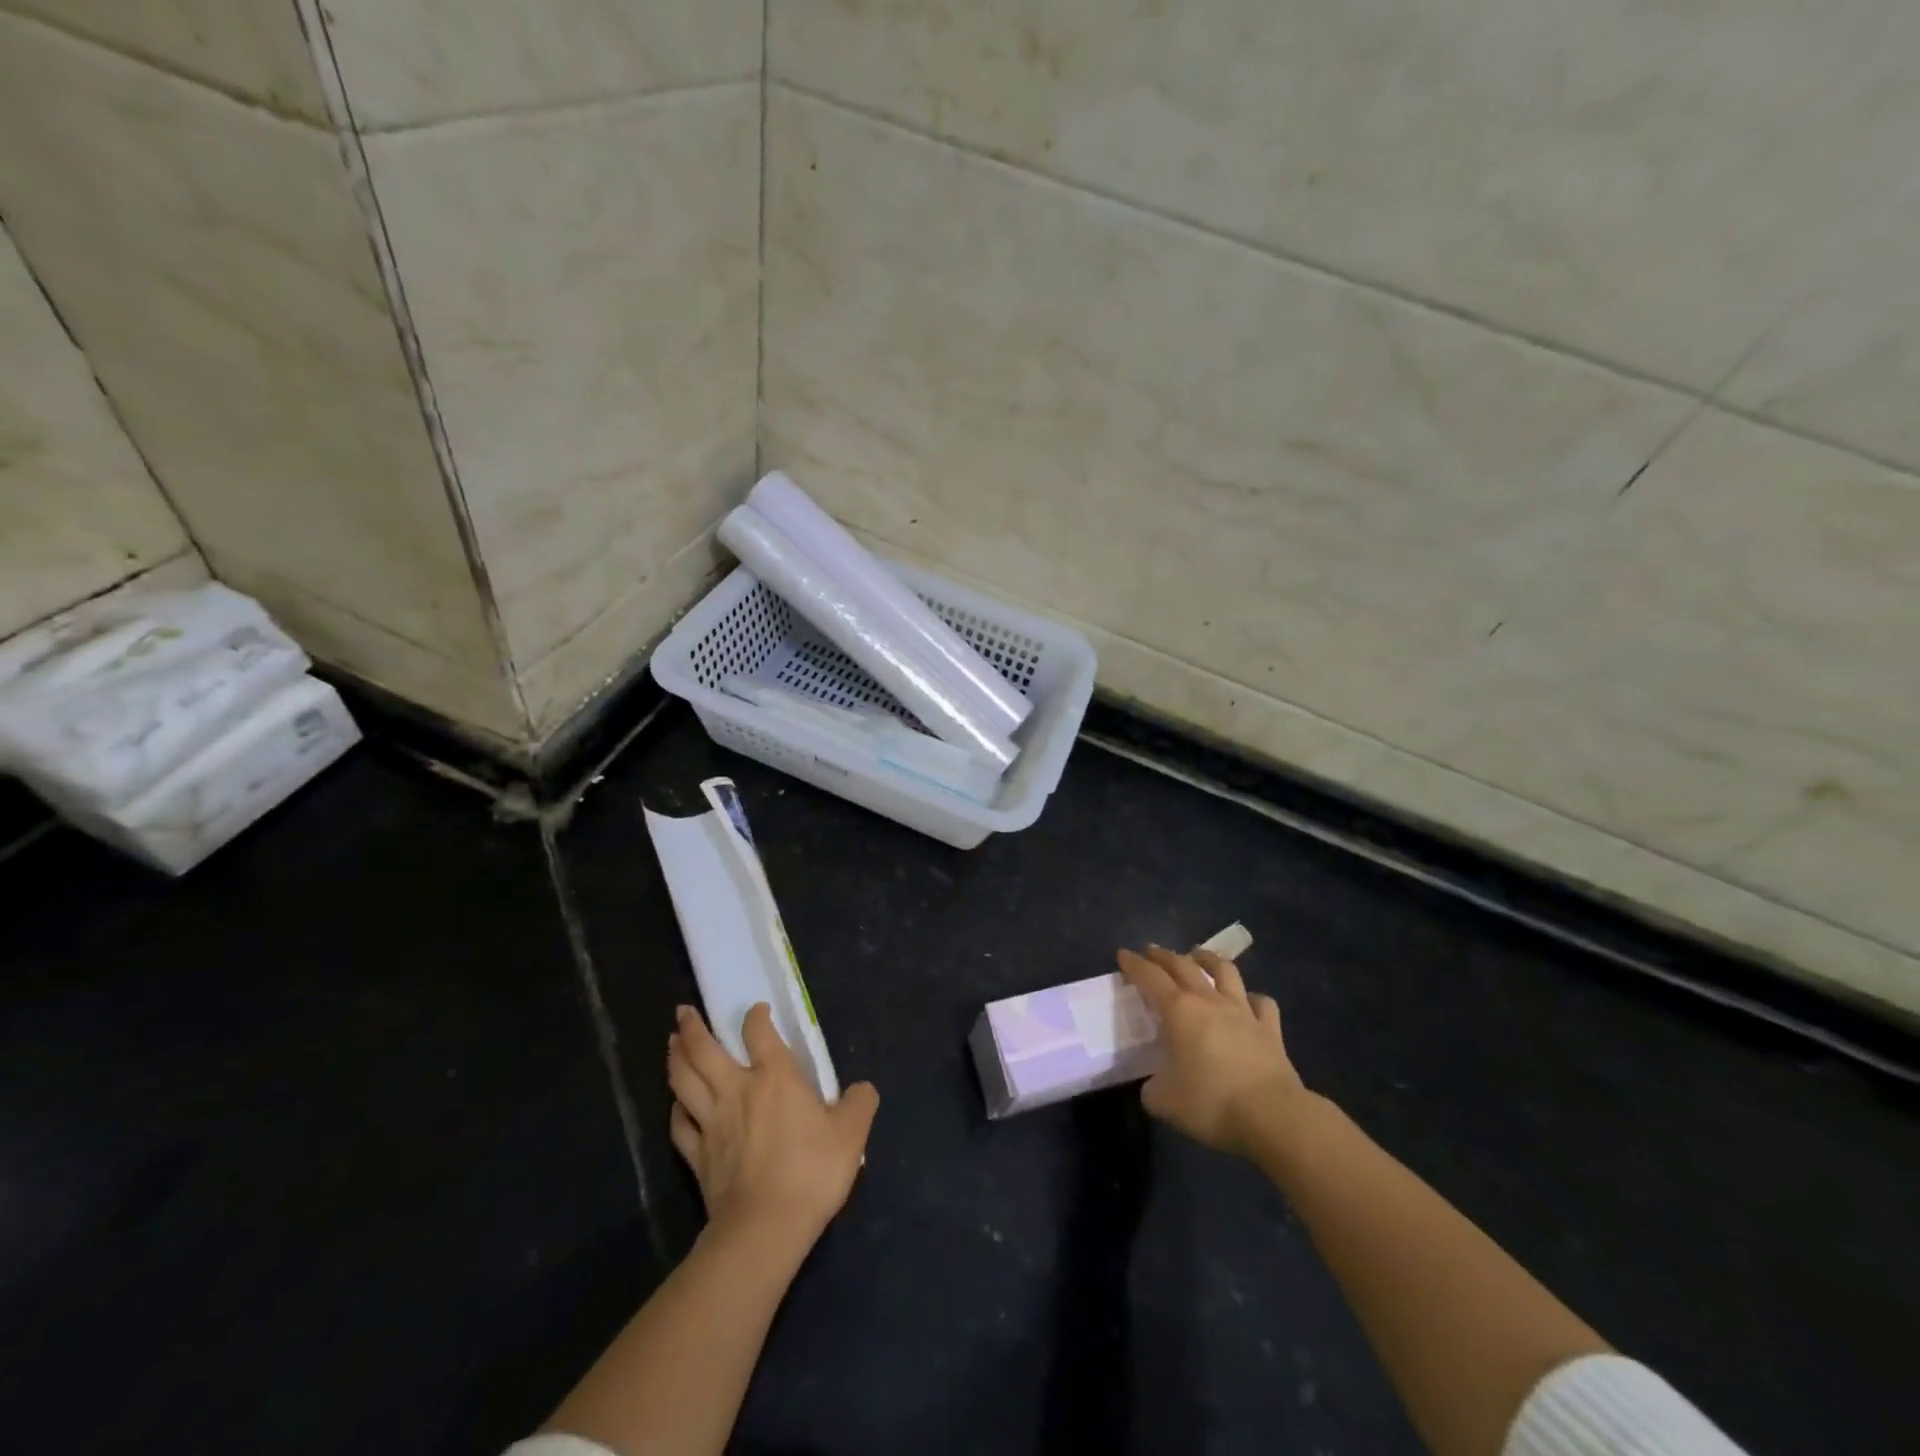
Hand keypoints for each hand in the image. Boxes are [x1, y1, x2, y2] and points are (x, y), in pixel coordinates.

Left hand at [667, 1003, 878, 1247]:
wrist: (766, 1227)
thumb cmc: (811, 1171)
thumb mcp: (851, 1133)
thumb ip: (859, 1103)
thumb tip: (863, 1089)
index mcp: (775, 1076)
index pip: (759, 1032)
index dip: (756, 1016)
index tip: (757, 1010)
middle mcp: (737, 1089)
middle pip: (704, 1051)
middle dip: (692, 1028)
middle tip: (683, 1012)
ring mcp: (712, 1123)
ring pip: (684, 1081)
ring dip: (676, 1058)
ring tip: (671, 1042)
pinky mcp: (698, 1156)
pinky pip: (680, 1126)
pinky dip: (676, 1109)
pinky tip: (676, 1104)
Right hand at [1117, 943, 1307, 1157]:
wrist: (1273, 1116)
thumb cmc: (1211, 1104)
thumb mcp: (1164, 1102)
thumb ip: (1152, 1088)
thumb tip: (1155, 1084)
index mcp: (1178, 1011)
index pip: (1150, 977)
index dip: (1134, 964)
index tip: (1123, 955)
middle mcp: (1209, 1001)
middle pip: (1183, 965)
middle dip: (1163, 955)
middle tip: (1152, 952)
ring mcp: (1243, 1011)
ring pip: (1225, 971)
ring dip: (1208, 959)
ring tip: (1198, 956)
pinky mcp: (1270, 1029)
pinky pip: (1261, 1002)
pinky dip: (1251, 998)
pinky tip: (1247, 1002)